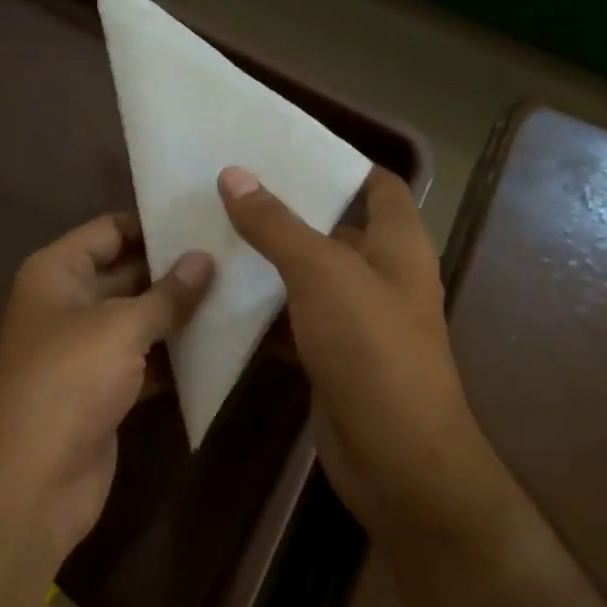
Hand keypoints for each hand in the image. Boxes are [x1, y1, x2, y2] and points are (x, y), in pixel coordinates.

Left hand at [0, 214, 213, 562]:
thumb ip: (167, 294)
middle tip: (232, 255)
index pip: (107, 231)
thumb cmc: (69, 380)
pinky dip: (173, 356)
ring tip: (236, 292)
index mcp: (56, 273)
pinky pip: (143, 361)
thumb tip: (204, 259)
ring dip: (178, 313)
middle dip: (173, 268)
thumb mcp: (121, 326)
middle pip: (125, 273)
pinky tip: (218, 345)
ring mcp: (84, 350)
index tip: (203, 219)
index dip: (151, 224)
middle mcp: (67, 304)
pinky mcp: (102, 390)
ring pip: (137, 320)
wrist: (33, 478)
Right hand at [218, 166, 489, 539]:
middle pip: (332, 229)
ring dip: (266, 260)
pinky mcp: (330, 357)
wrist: (395, 458)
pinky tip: (217, 297)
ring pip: (306, 277)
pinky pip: (292, 320)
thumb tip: (234, 175)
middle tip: (225, 186)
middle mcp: (380, 277)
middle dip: (285, 209)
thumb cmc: (371, 351)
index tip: (280, 147)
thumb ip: (277, 225)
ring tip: (209, 230)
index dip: (337, 162)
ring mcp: (355, 321)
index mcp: (398, 245)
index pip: (376, 185)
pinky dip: (261, 310)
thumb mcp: (323, 275)